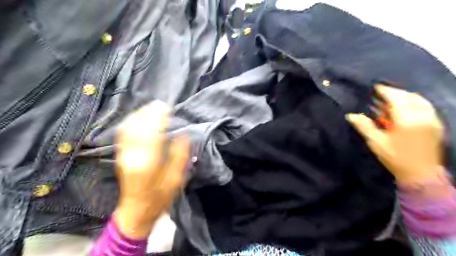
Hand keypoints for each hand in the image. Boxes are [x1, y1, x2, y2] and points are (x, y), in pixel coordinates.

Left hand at [115, 99, 190, 237]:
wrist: (136, 210)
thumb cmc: (160, 197)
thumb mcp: (176, 180)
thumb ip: (180, 156)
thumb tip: (183, 136)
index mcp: (148, 163)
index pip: (152, 133)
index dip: (159, 118)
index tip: (167, 107)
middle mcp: (133, 156)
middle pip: (138, 127)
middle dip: (149, 113)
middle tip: (161, 104)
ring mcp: (124, 155)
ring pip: (128, 128)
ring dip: (139, 115)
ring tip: (151, 107)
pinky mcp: (121, 156)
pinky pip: (123, 134)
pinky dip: (131, 122)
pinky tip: (138, 117)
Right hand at [348, 85, 443, 184]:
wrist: (421, 174)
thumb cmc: (395, 157)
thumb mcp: (376, 142)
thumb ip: (364, 126)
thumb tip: (351, 115)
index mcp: (406, 119)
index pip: (396, 98)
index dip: (385, 91)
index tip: (376, 87)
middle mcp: (422, 116)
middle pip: (409, 96)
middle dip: (395, 93)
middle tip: (382, 93)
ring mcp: (431, 120)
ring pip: (420, 101)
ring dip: (405, 97)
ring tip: (393, 100)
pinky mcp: (435, 125)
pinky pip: (425, 107)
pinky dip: (414, 103)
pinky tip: (405, 109)